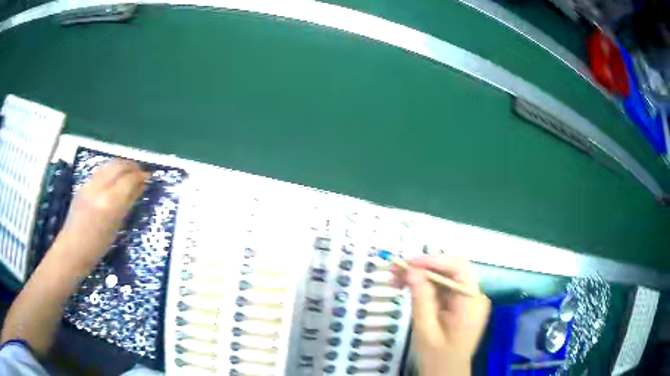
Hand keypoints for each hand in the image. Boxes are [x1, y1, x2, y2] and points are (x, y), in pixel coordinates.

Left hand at [59, 159, 148, 269]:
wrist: (73, 248)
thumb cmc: (98, 246)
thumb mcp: (116, 226)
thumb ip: (127, 203)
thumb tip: (140, 187)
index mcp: (109, 202)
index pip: (128, 179)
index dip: (140, 176)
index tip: (149, 177)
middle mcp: (99, 188)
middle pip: (118, 165)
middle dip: (132, 166)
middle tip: (141, 173)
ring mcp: (89, 184)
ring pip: (109, 164)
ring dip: (121, 165)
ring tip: (129, 173)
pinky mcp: (83, 184)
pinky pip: (101, 171)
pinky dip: (111, 170)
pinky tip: (114, 178)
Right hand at [391, 256, 490, 375]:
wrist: (446, 374)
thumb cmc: (437, 357)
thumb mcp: (426, 330)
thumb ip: (421, 298)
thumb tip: (412, 270)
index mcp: (471, 302)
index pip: (458, 269)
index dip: (433, 261)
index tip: (407, 263)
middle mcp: (473, 296)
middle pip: (451, 271)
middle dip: (422, 268)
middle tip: (394, 270)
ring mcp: (467, 300)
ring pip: (444, 278)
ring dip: (420, 276)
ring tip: (394, 279)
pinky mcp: (459, 305)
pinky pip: (442, 289)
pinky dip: (424, 287)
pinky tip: (406, 288)